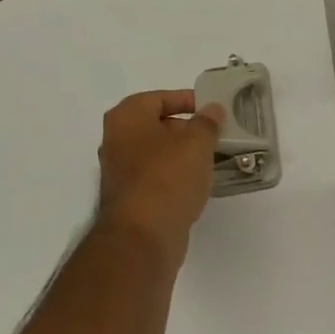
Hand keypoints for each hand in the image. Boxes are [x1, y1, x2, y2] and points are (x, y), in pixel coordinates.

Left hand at [95, 90, 223, 258]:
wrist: (143, 235)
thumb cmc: (167, 178)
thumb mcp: (196, 144)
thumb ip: (207, 123)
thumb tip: (212, 110)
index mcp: (126, 118)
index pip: (158, 98)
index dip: (187, 100)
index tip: (213, 110)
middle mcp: (117, 141)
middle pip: (157, 126)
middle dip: (187, 130)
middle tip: (217, 136)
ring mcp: (121, 172)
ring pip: (158, 154)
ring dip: (183, 156)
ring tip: (213, 160)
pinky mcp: (131, 198)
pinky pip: (158, 178)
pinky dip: (177, 177)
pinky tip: (198, 185)